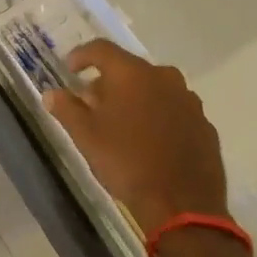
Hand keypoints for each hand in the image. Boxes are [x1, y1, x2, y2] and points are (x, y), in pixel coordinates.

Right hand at [45, 40, 227, 234]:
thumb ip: (66, 109)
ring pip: (154, 89)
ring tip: (122, 124)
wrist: (183, 207)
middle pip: (129, 69)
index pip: (101, 49)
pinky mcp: (205, 126)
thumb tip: (51, 94)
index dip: (81, 55)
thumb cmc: (127, 162)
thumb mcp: (85, 136)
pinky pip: (174, 110)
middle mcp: (164, 78)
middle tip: (93, 104)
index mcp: (132, 74)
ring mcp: (188, 101)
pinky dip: (159, 117)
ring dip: (136, 99)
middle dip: (108, 82)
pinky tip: (150, 141)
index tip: (69, 69)